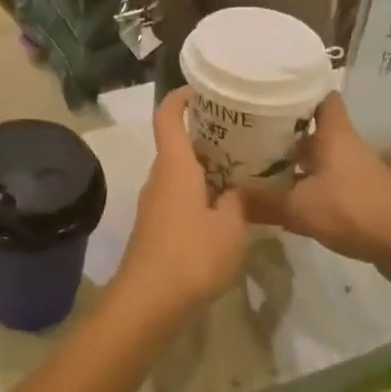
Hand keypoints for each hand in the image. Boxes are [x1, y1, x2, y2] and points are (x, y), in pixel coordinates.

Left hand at [111, 89, 251, 323]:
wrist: (148, 302)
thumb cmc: (192, 256)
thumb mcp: (231, 228)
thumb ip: (239, 201)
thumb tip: (239, 188)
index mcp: (175, 166)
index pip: (167, 116)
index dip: (181, 97)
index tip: (203, 89)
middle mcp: (159, 176)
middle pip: (177, 143)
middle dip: (205, 134)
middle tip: (242, 132)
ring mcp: (154, 202)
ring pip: (179, 171)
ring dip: (205, 166)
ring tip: (241, 168)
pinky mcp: (155, 226)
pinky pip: (178, 194)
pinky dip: (199, 191)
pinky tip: (225, 207)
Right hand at [242, 93, 390, 293]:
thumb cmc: (355, 210)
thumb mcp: (300, 208)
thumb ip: (263, 201)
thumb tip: (227, 195)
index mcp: (334, 133)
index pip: (321, 95)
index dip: (299, 87)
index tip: (270, 86)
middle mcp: (345, 145)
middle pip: (312, 126)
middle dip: (283, 125)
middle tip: (247, 125)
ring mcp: (354, 170)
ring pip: (318, 154)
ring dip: (293, 156)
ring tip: (256, 158)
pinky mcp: (359, 194)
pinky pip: (325, 178)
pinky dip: (305, 181)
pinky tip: (282, 194)